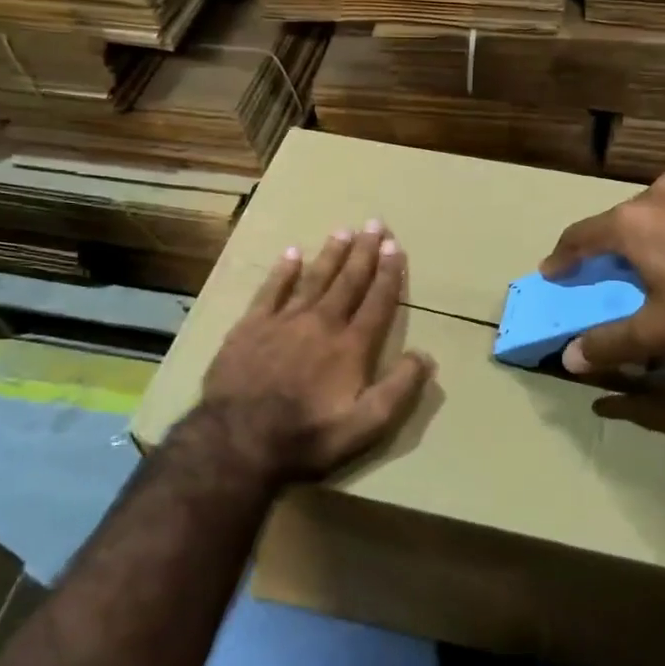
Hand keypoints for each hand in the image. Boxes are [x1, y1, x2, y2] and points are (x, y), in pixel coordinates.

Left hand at [201, 221, 434, 484]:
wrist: (238, 440)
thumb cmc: (308, 436)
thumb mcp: (366, 425)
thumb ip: (399, 389)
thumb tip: (426, 355)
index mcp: (351, 346)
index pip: (377, 301)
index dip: (389, 273)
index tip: (396, 247)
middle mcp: (322, 323)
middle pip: (348, 281)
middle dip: (364, 252)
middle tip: (375, 224)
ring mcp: (284, 321)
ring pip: (314, 278)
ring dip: (331, 254)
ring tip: (343, 231)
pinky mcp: (251, 327)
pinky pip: (271, 290)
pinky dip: (283, 271)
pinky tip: (292, 253)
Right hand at [541, 172, 664, 372]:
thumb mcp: (660, 329)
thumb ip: (611, 343)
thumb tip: (570, 358)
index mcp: (631, 224)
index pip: (580, 236)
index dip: (562, 256)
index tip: (551, 270)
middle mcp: (660, 192)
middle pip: (625, 218)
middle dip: (618, 243)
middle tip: (622, 268)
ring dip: (664, 226)